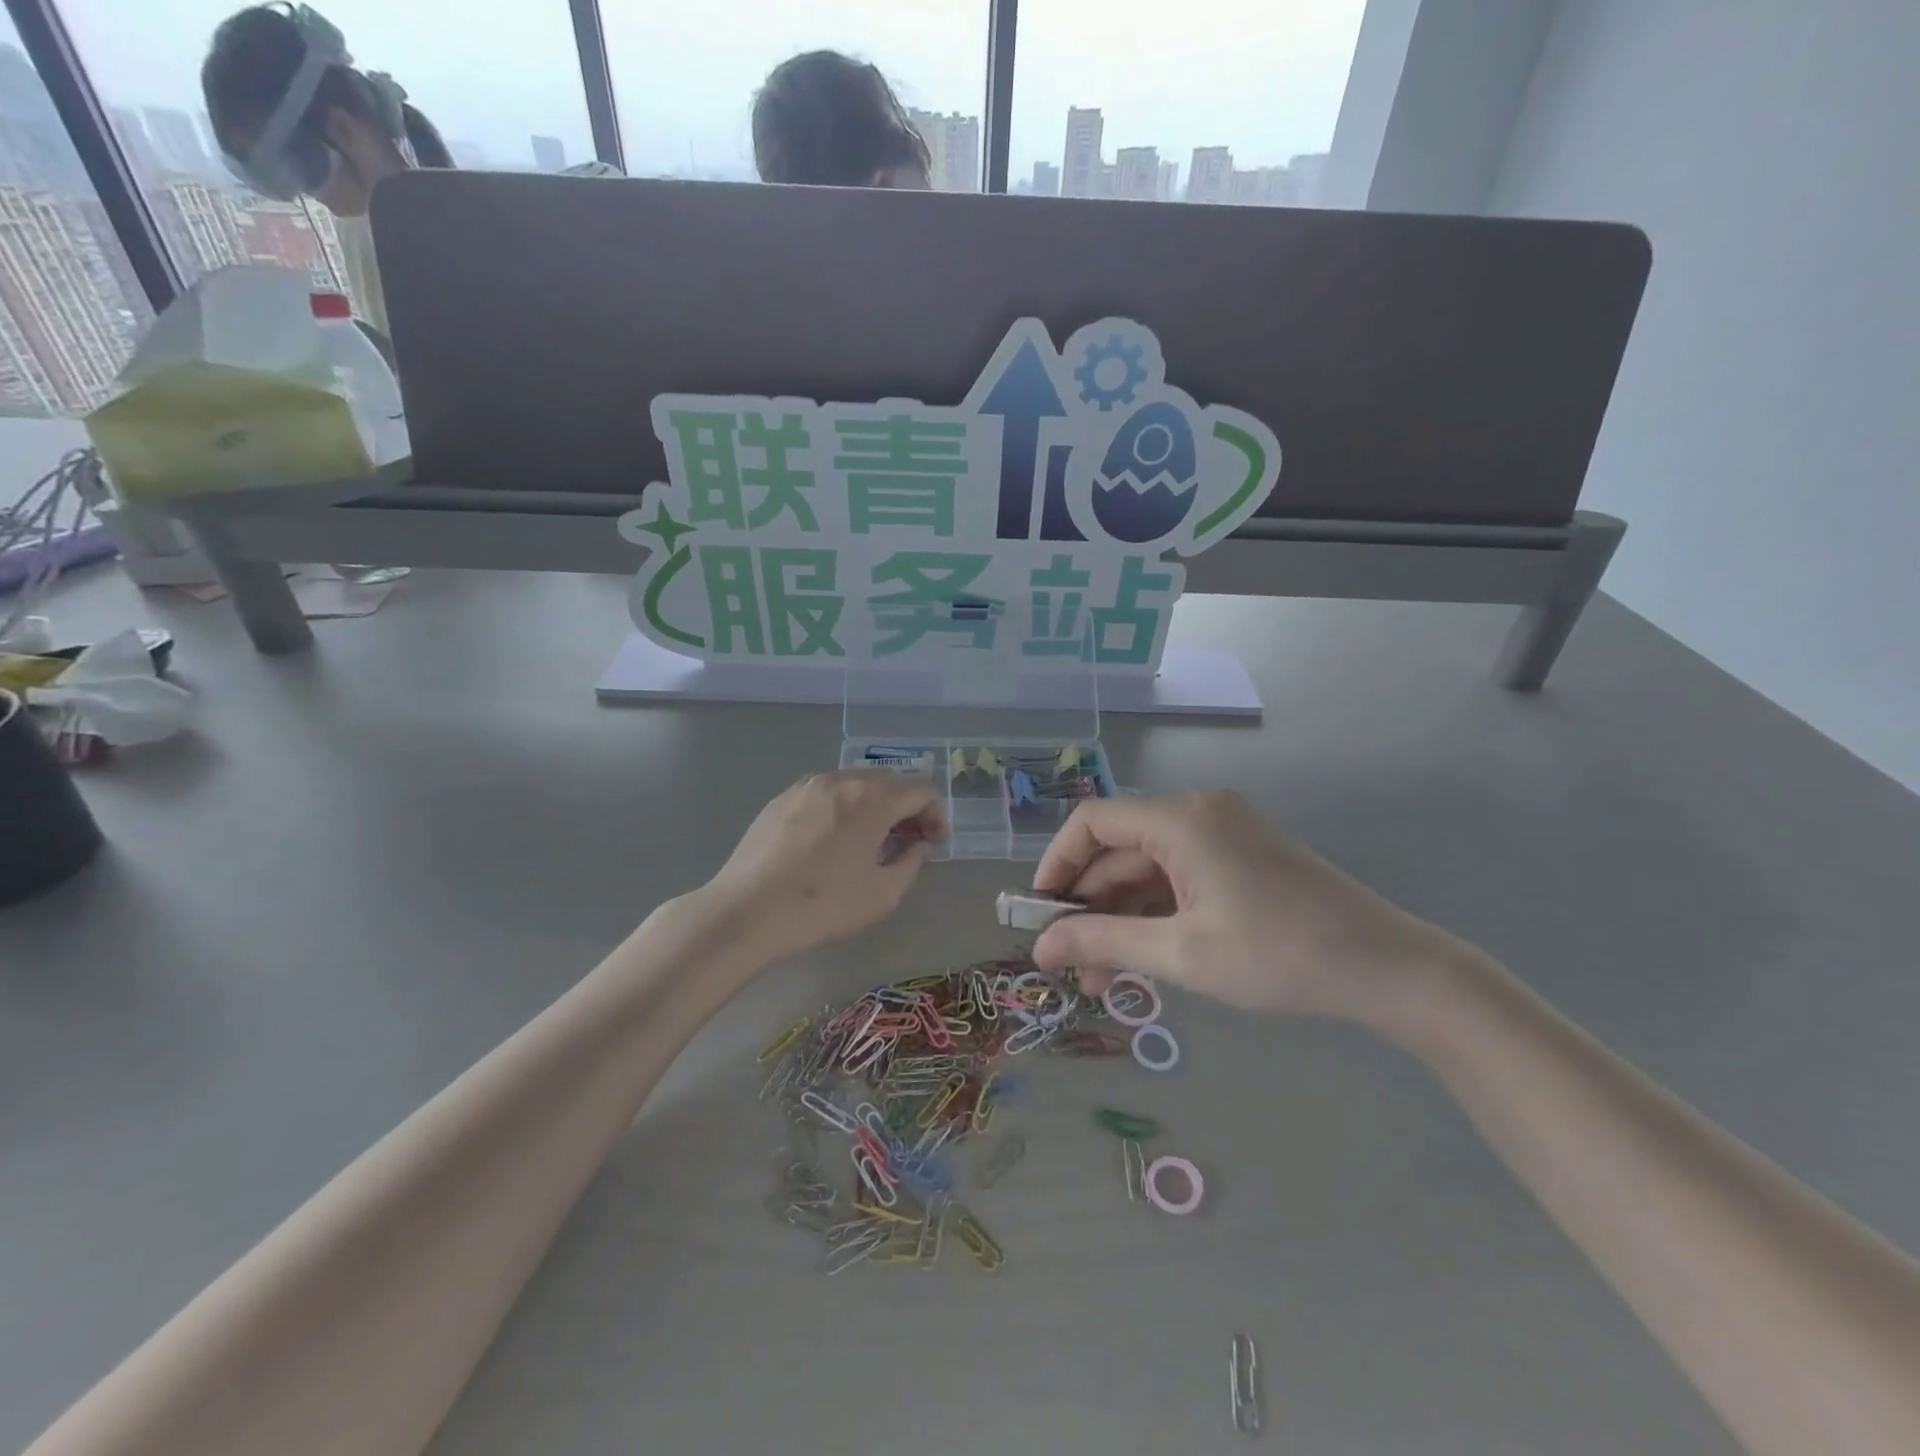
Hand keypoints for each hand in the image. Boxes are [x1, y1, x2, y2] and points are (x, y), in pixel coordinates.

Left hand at [701, 770, 948, 960]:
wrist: (747, 912)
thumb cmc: (823, 906)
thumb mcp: (883, 894)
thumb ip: (912, 862)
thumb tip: (920, 844)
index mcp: (871, 798)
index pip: (922, 788)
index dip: (937, 814)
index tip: (935, 844)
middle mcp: (841, 779)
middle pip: (890, 781)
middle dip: (907, 808)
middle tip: (907, 844)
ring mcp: (807, 786)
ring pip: (856, 784)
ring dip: (875, 807)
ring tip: (870, 844)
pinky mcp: (782, 799)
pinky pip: (826, 794)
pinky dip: (843, 809)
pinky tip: (832, 844)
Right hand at [1029, 792, 1477, 1024]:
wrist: (1390, 969)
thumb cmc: (1279, 955)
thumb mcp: (1182, 953)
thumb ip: (1103, 942)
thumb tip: (1040, 948)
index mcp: (1181, 819)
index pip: (1093, 822)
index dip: (1057, 864)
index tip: (1041, 915)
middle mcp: (1197, 814)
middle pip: (1120, 851)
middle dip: (1090, 908)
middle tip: (1073, 968)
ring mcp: (1223, 835)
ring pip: (1149, 872)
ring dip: (1121, 919)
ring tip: (1104, 980)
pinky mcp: (1240, 859)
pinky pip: (1179, 880)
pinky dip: (1156, 916)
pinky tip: (1144, 961)